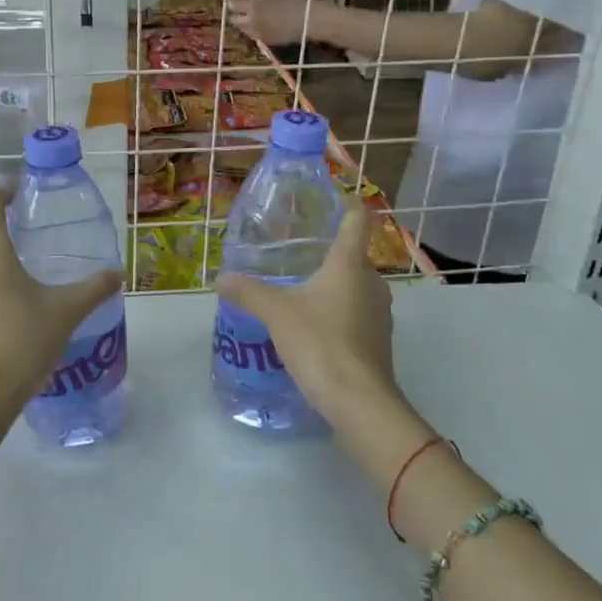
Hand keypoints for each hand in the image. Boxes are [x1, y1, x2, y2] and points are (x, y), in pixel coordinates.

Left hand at [0, 188, 119, 425]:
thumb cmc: (22, 342)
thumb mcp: (66, 312)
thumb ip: (94, 289)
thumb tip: (118, 273)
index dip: (3, 191)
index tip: (23, 195)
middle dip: (13, 239)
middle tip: (43, 249)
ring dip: (5, 270)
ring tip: (35, 288)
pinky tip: (18, 318)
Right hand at [215, 205, 398, 422]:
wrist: (359, 401)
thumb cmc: (320, 342)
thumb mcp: (276, 313)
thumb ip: (248, 291)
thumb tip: (221, 278)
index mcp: (350, 264)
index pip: (357, 221)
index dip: (347, 205)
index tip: (332, 198)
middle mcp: (372, 282)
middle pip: (354, 255)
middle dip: (330, 251)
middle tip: (298, 251)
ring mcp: (380, 313)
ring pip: (356, 286)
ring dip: (334, 284)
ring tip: (301, 288)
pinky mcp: (378, 340)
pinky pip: (357, 313)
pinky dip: (338, 311)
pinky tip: (313, 325)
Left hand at [230, 0, 326, 46]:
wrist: (308, 19)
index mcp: (253, 3)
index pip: (234, 4)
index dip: (232, 2)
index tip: (233, 0)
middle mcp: (251, 19)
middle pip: (234, 20)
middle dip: (235, 16)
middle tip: (239, 13)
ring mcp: (258, 32)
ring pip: (243, 30)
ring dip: (244, 25)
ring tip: (250, 20)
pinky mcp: (266, 42)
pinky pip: (255, 36)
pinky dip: (254, 32)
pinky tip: (262, 27)